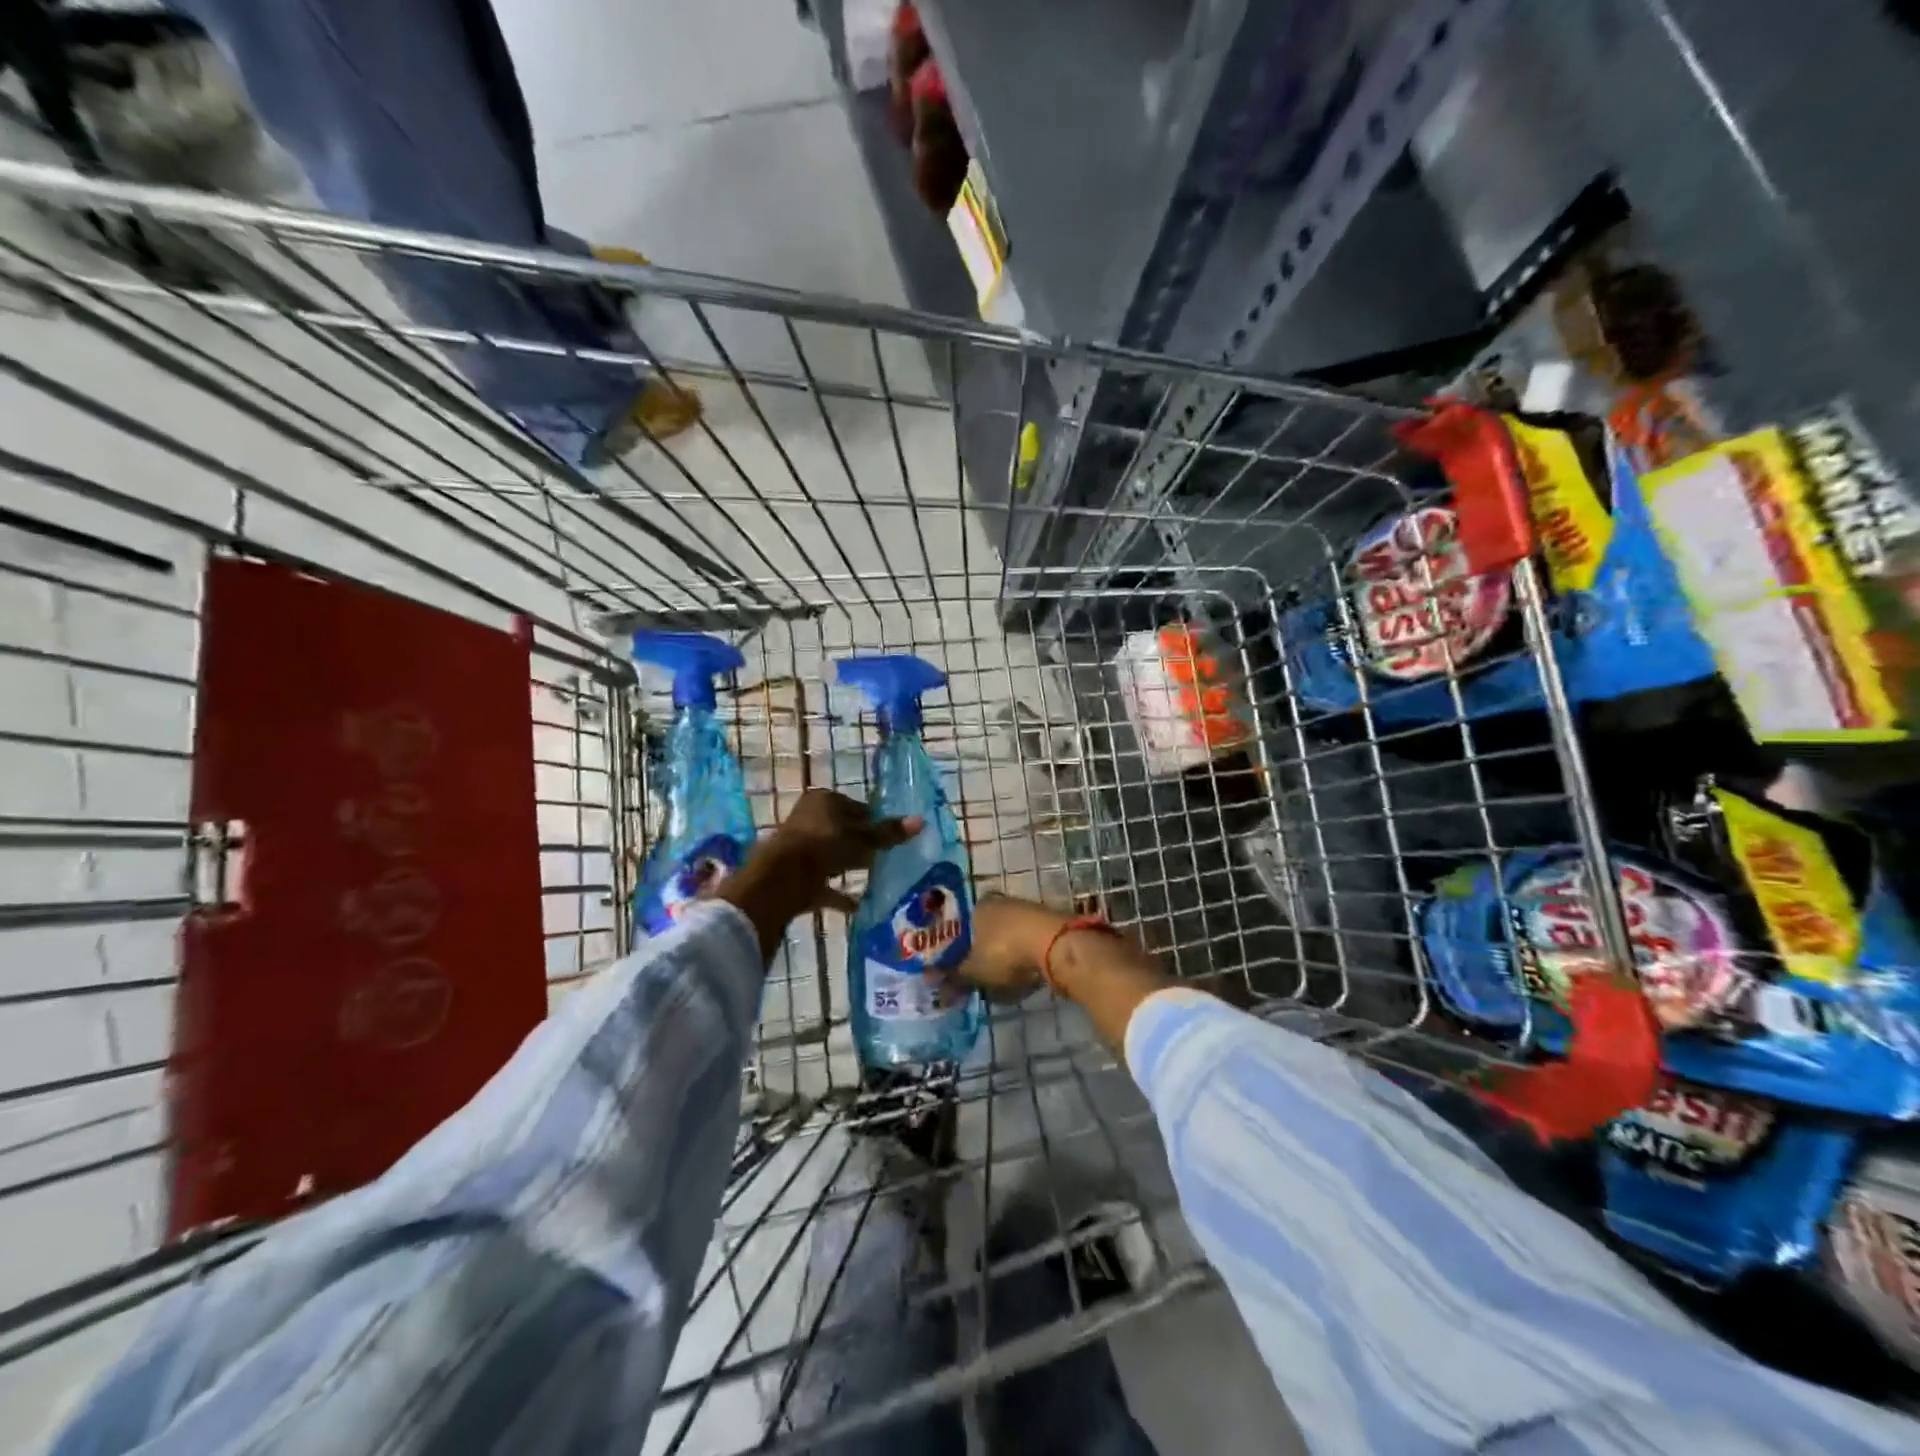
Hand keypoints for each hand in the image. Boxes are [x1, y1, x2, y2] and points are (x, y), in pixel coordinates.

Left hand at [719, 789, 921, 956]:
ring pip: (832, 855)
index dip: (875, 821)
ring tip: (876, 877)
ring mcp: (799, 847)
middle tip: (887, 858)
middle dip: (863, 845)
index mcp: (824, 801)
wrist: (780, 881)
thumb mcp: (862, 840)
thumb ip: (888, 833)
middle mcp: (809, 819)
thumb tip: (921, 821)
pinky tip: (859, 905)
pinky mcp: (795, 875)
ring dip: (850, 866)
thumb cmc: (824, 847)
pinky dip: (839, 892)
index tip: (892, 837)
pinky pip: (823, 883)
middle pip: (843, 830)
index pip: (856, 807)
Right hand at [958, 894, 1071, 999]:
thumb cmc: (1005, 952)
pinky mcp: (1049, 924)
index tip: (956, 968)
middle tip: (978, 978)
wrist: (1056, 945)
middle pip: (986, 930)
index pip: (960, 923)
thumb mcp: (973, 971)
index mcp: (978, 906)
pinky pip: (1028, 944)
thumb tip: (934, 987)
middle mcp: (1002, 902)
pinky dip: (1024, 959)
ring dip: (1005, 958)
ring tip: (1001, 983)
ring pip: (1008, 937)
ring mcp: (1028, 910)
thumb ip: (953, 978)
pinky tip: (1024, 977)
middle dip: (982, 954)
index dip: (957, 947)